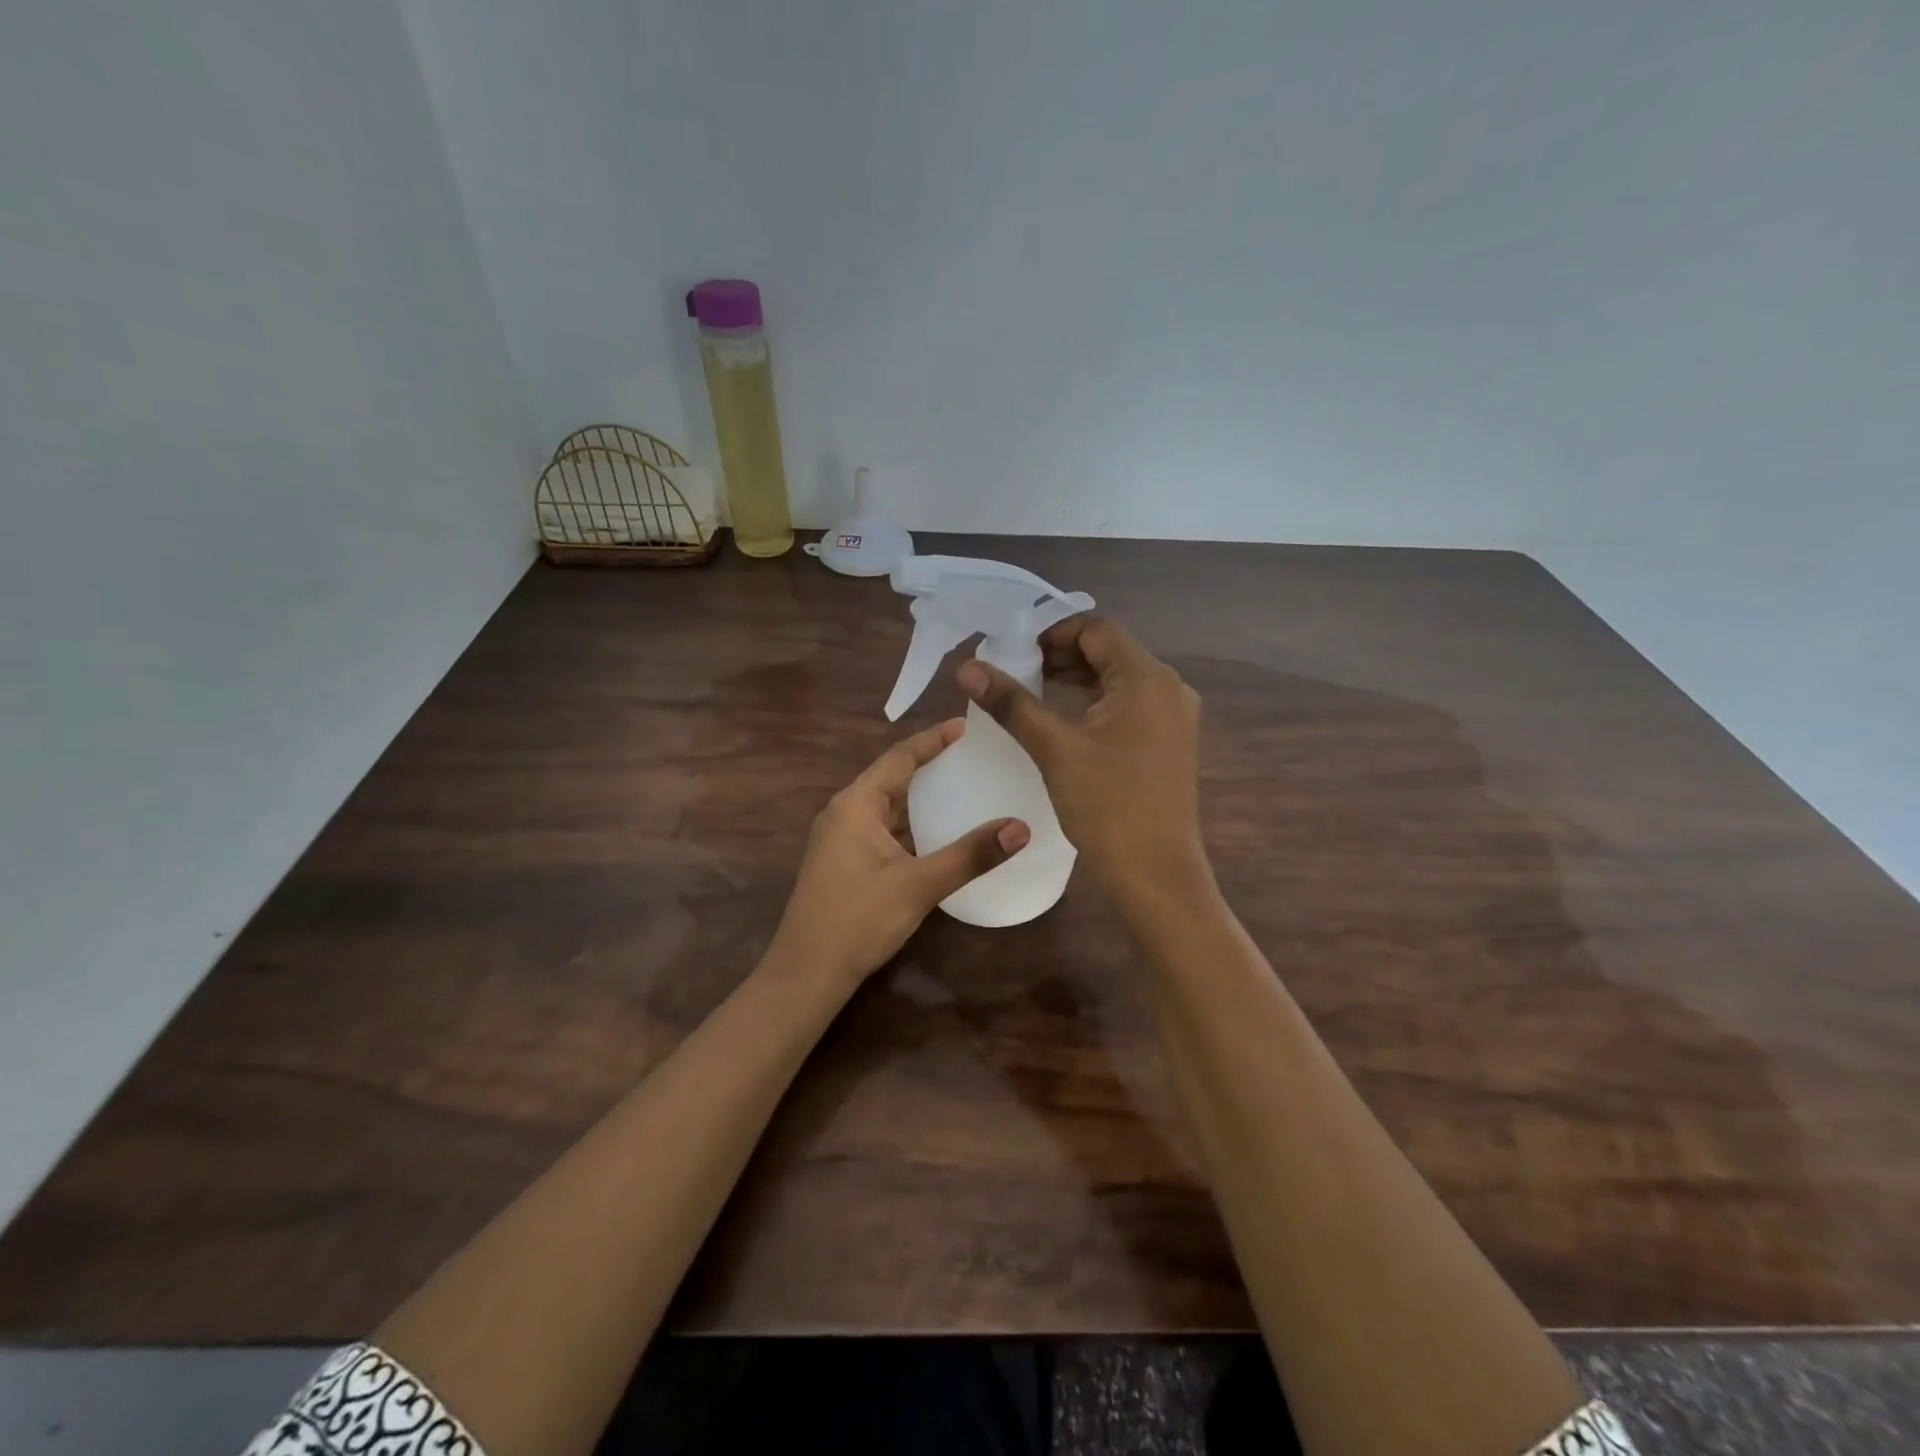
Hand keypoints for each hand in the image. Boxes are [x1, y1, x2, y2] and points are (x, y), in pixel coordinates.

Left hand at [769, 720, 1030, 990]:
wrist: (806, 973)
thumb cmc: (859, 920)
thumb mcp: (919, 885)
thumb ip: (970, 855)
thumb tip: (1021, 827)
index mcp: (855, 804)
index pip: (900, 757)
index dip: (933, 740)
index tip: (966, 726)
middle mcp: (843, 812)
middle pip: (891, 777)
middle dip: (928, 765)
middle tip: (971, 756)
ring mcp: (839, 838)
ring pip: (885, 805)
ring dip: (919, 797)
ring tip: (960, 787)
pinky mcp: (841, 861)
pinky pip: (880, 828)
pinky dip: (909, 824)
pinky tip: (934, 834)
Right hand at [957, 615, 1205, 897]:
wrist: (1155, 874)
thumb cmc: (1107, 806)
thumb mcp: (1054, 748)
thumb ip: (1011, 702)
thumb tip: (967, 667)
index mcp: (1147, 678)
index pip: (1096, 629)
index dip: (1051, 631)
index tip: (1012, 648)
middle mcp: (1168, 688)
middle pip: (1109, 651)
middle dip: (1061, 654)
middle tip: (1015, 667)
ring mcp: (1174, 717)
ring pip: (1118, 679)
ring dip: (1076, 678)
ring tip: (1030, 688)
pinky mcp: (1169, 741)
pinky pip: (1129, 705)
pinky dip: (1094, 702)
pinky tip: (1063, 717)